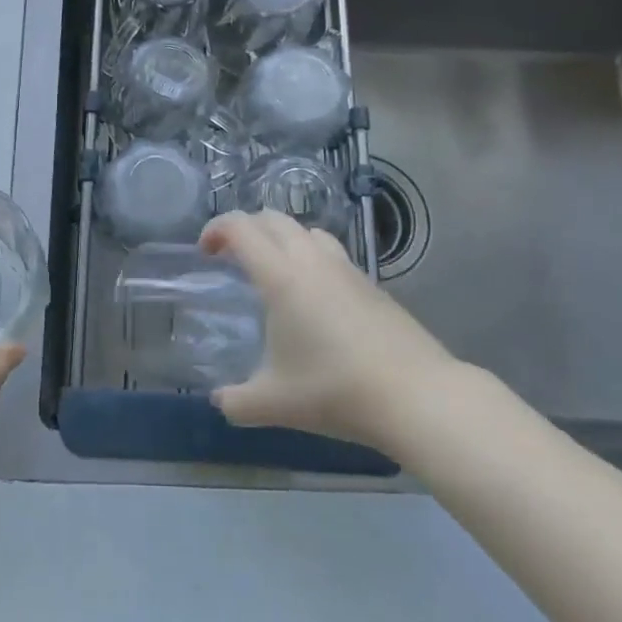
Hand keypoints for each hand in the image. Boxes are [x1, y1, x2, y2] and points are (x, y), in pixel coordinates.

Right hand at [200, 210, 459, 448]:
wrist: (415, 395)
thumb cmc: (335, 390)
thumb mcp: (274, 403)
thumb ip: (237, 401)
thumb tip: (220, 401)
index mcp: (280, 277)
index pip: (241, 228)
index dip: (216, 229)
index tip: (205, 251)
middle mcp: (311, 260)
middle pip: (273, 218)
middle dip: (246, 228)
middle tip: (232, 256)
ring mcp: (346, 268)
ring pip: (306, 230)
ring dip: (282, 238)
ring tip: (274, 271)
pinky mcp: (371, 283)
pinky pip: (332, 252)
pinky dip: (311, 257)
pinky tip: (315, 297)